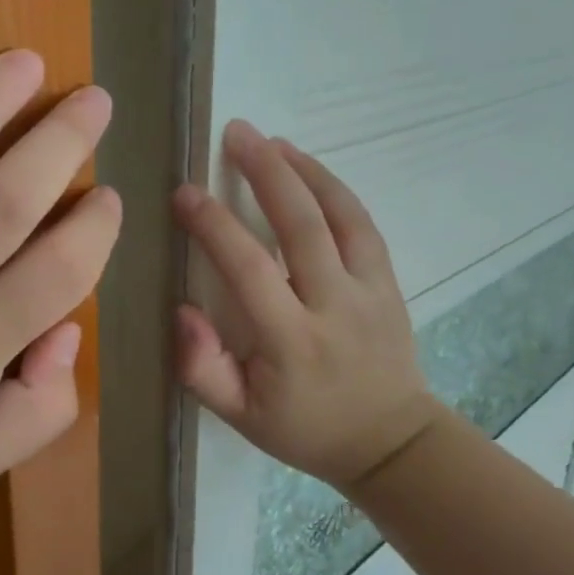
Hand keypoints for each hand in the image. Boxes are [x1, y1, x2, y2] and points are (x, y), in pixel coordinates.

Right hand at [173, 121, 437, 493]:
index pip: (248, 269)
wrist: (391, 441)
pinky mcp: (388, 282)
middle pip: (300, 224)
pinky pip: (364, 224)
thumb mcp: (241, 418)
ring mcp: (368, 289)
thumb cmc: (306, 429)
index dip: (213, 225)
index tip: (184, 194)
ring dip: (303, 170)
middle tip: (235, 133)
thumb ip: (202, 368)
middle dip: (265, 172)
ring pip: (339, 215)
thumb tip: (182, 310)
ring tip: (270, 141)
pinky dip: (336, 190)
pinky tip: (310, 169)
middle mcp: (333, 306)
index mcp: (291, 341)